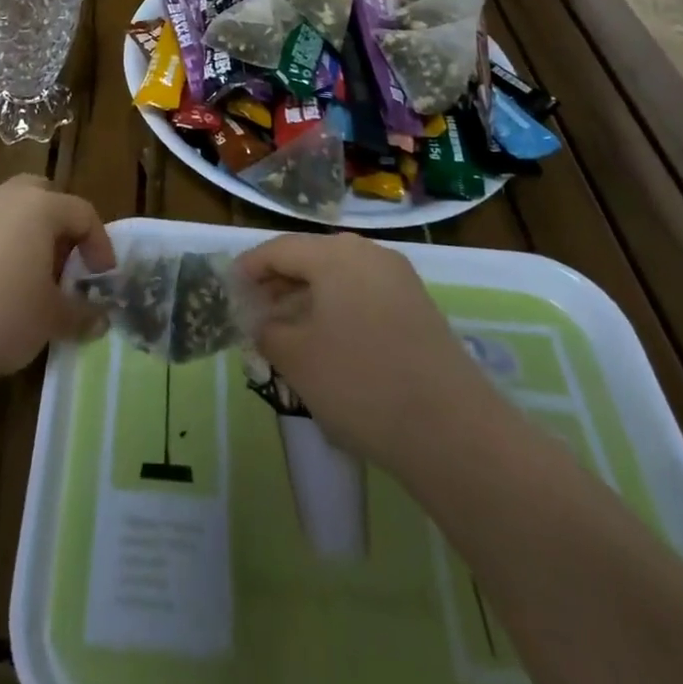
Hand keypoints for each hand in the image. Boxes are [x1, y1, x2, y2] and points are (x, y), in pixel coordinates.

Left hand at [0, 175, 116, 388]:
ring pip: (6, 210)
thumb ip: (80, 314)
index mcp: (39, 208)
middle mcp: (3, 197)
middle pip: (42, 196)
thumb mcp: (50, 320)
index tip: (102, 278)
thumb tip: (99, 318)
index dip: (99, 244)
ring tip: (24, 278)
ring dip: (23, 235)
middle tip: (62, 265)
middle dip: (58, 226)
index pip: (82, 212)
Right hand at [237, 233, 512, 480]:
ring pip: (339, 279)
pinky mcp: (420, 310)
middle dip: (279, 284)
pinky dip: (338, 311)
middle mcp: (369, 254)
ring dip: (308, 300)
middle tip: (254, 312)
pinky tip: (328, 345)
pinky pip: (364, 297)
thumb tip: (262, 321)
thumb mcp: (297, 359)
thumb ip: (267, 330)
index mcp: (336, 254)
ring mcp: (400, 281)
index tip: (228, 290)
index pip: (279, 249)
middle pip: (311, 259)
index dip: (249, 268)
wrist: (454, 433)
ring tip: (286, 332)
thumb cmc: (360, 384)